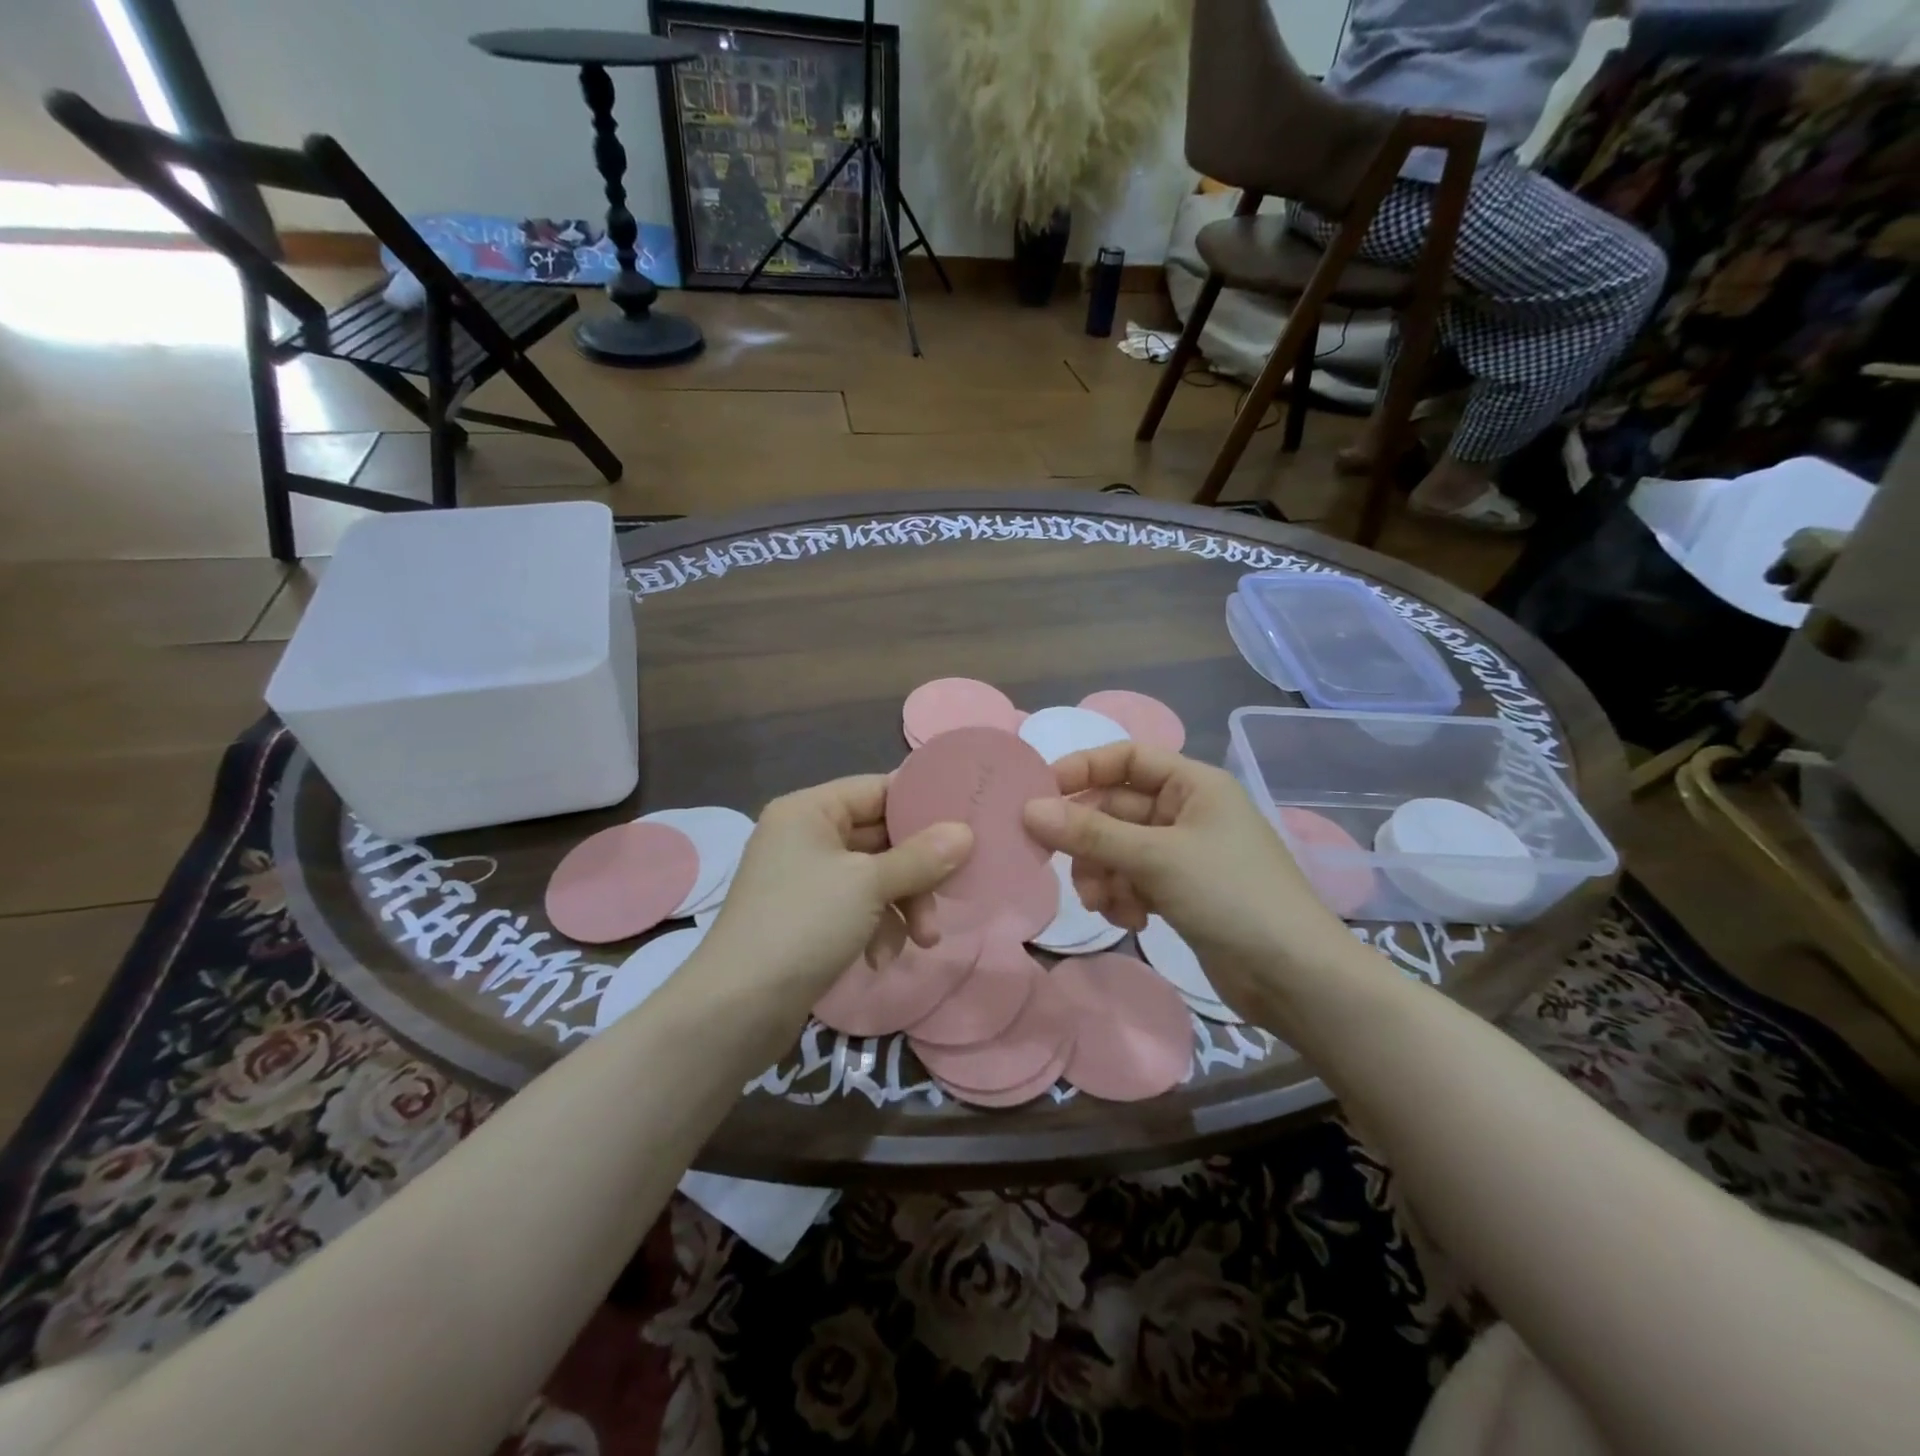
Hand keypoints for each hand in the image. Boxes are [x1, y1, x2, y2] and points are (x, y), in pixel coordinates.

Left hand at [698, 775, 972, 1016]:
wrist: (736, 1009)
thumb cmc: (803, 925)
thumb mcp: (869, 885)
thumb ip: (920, 857)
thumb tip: (965, 832)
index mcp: (810, 810)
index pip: (878, 790)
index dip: (921, 805)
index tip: (965, 823)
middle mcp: (805, 836)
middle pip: (880, 837)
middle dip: (918, 871)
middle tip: (952, 892)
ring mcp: (804, 879)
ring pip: (874, 876)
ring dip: (903, 906)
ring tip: (924, 940)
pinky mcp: (807, 918)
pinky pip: (856, 907)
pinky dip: (876, 928)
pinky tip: (881, 958)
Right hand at [1022, 743, 1353, 1004]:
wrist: (1294, 977)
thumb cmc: (1231, 896)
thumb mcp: (1156, 858)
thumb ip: (1090, 833)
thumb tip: (1028, 809)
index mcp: (1194, 784)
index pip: (1128, 757)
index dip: (1084, 769)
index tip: (1041, 794)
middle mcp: (1188, 811)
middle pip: (1117, 808)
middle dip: (1089, 839)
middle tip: (1058, 861)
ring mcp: (1185, 854)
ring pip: (1119, 848)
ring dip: (1102, 873)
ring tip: (1103, 903)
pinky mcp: (1182, 891)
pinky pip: (1133, 879)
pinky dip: (1123, 896)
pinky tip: (1130, 919)